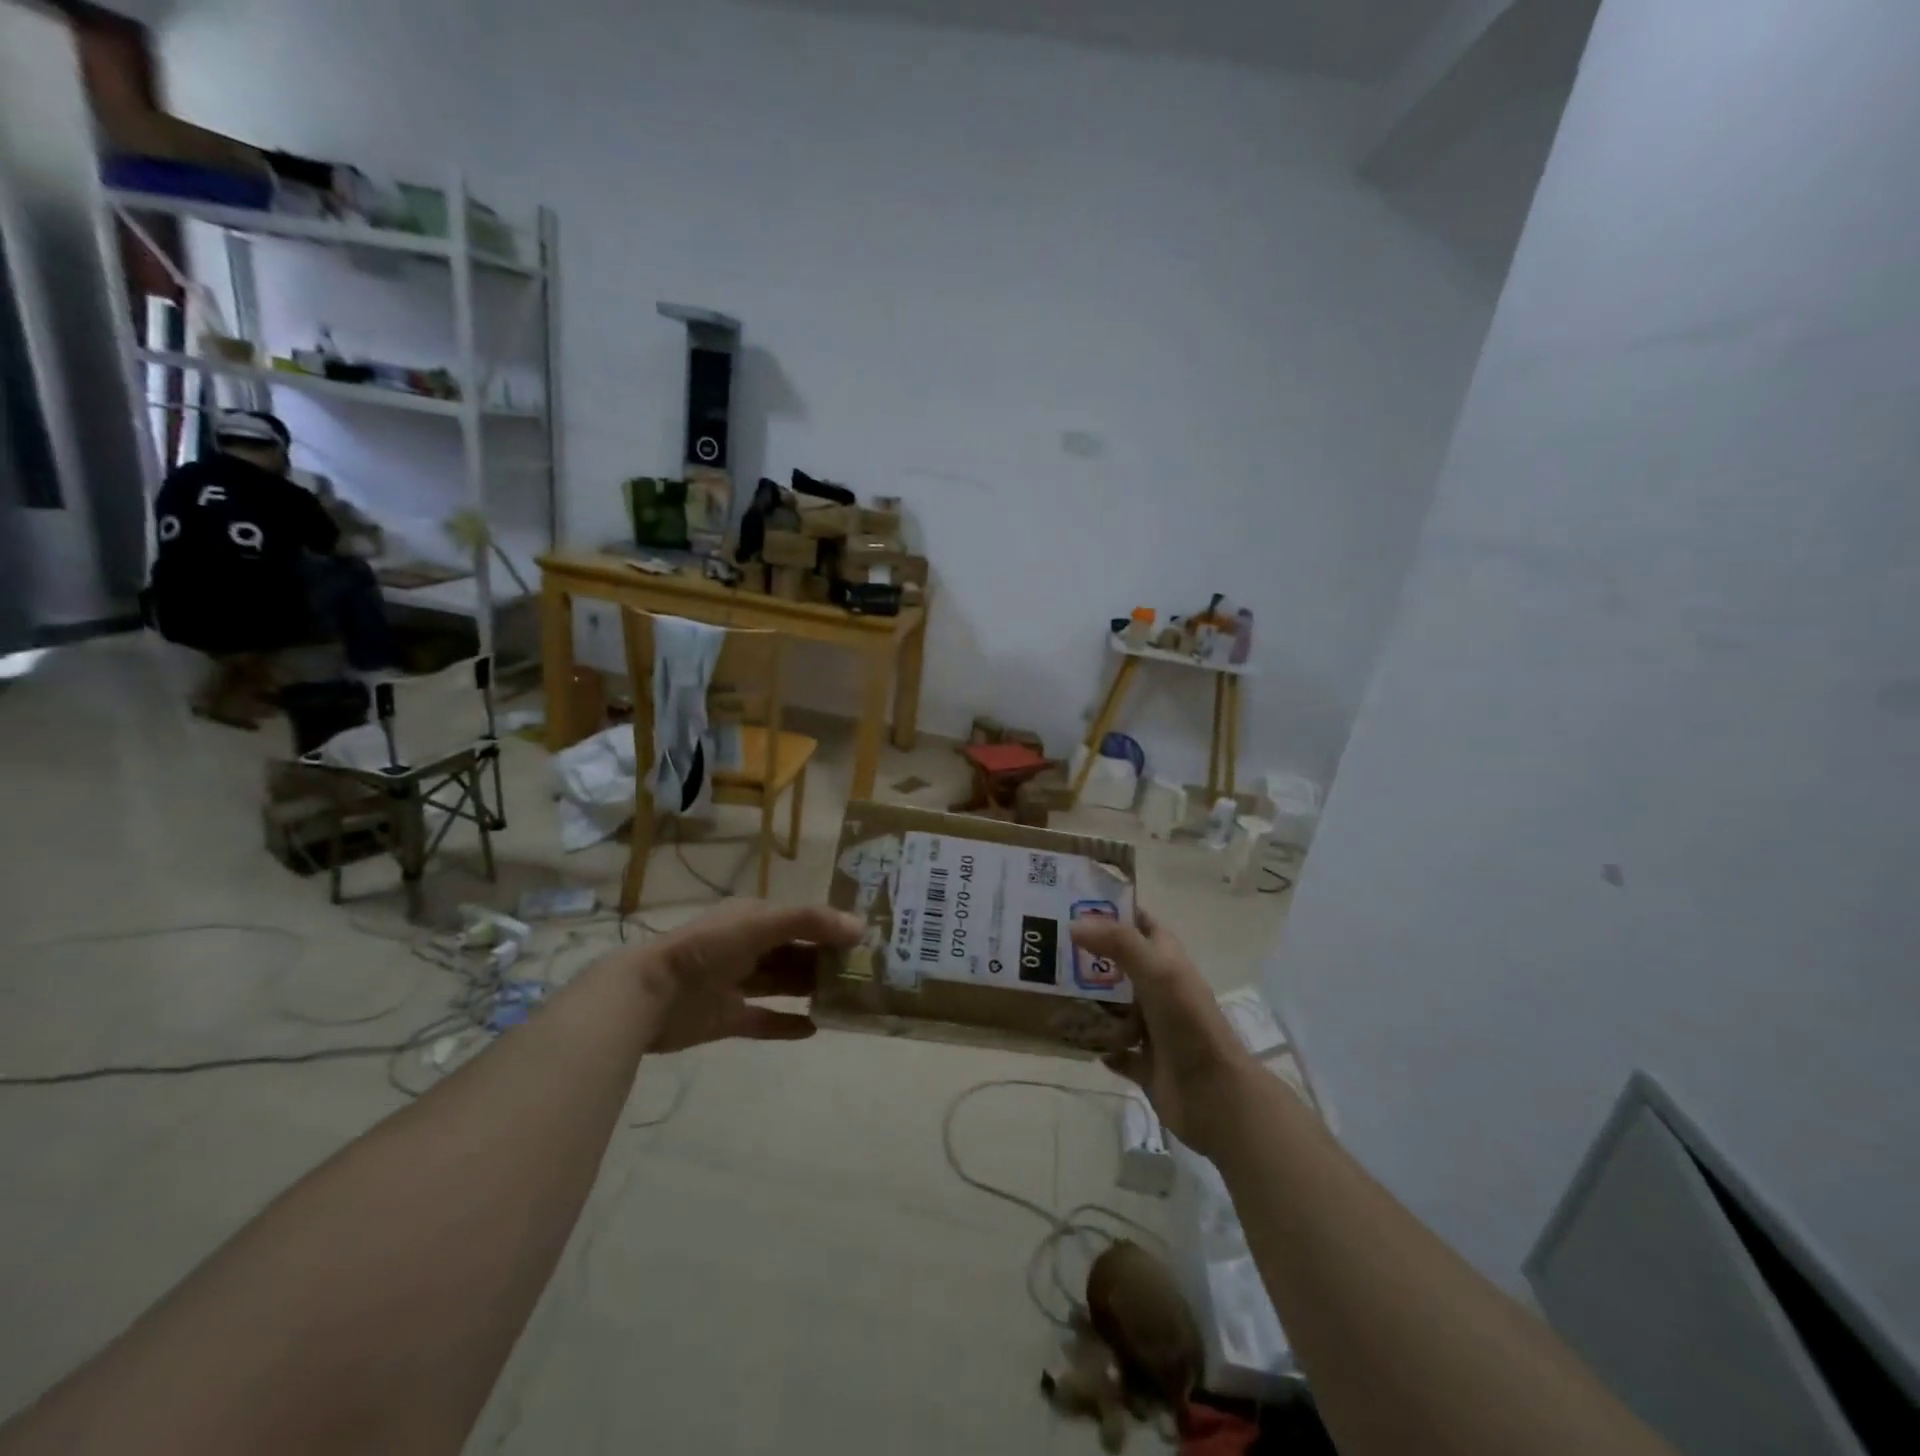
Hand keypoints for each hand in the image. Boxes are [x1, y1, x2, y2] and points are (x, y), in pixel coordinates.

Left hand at [626, 901, 863, 1053]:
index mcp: (753, 918)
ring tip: (847, 999)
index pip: (802, 920)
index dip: (832, 927)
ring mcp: (736, 983)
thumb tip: (860, 926)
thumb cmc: (708, 948)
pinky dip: (788, 1024)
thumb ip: (809, 921)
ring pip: (783, 984)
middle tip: (864, 974)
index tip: (866, 941)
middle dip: (826, 960)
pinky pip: (765, 1020)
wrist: (648, 995)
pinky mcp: (727, 1018)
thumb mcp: (761, 924)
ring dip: (811, 989)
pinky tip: (815, 1028)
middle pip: (796, 952)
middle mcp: (747, 947)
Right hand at [1070, 911, 1260, 1157]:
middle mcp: (1160, 989)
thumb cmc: (1187, 1023)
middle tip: (1049, 951)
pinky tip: (1076, 1038)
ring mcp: (1153, 1028)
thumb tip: (1074, 924)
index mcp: (1167, 961)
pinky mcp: (1146, 1063)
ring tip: (1051, 993)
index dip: (1112, 911)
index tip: (1072, 903)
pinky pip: (1115, 1050)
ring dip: (1089, 1004)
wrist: (1214, 1095)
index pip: (1139, 924)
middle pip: (1119, 966)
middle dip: (1089, 959)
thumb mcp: (1156, 971)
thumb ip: (1118, 943)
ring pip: (1114, 1008)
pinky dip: (1100, 1045)